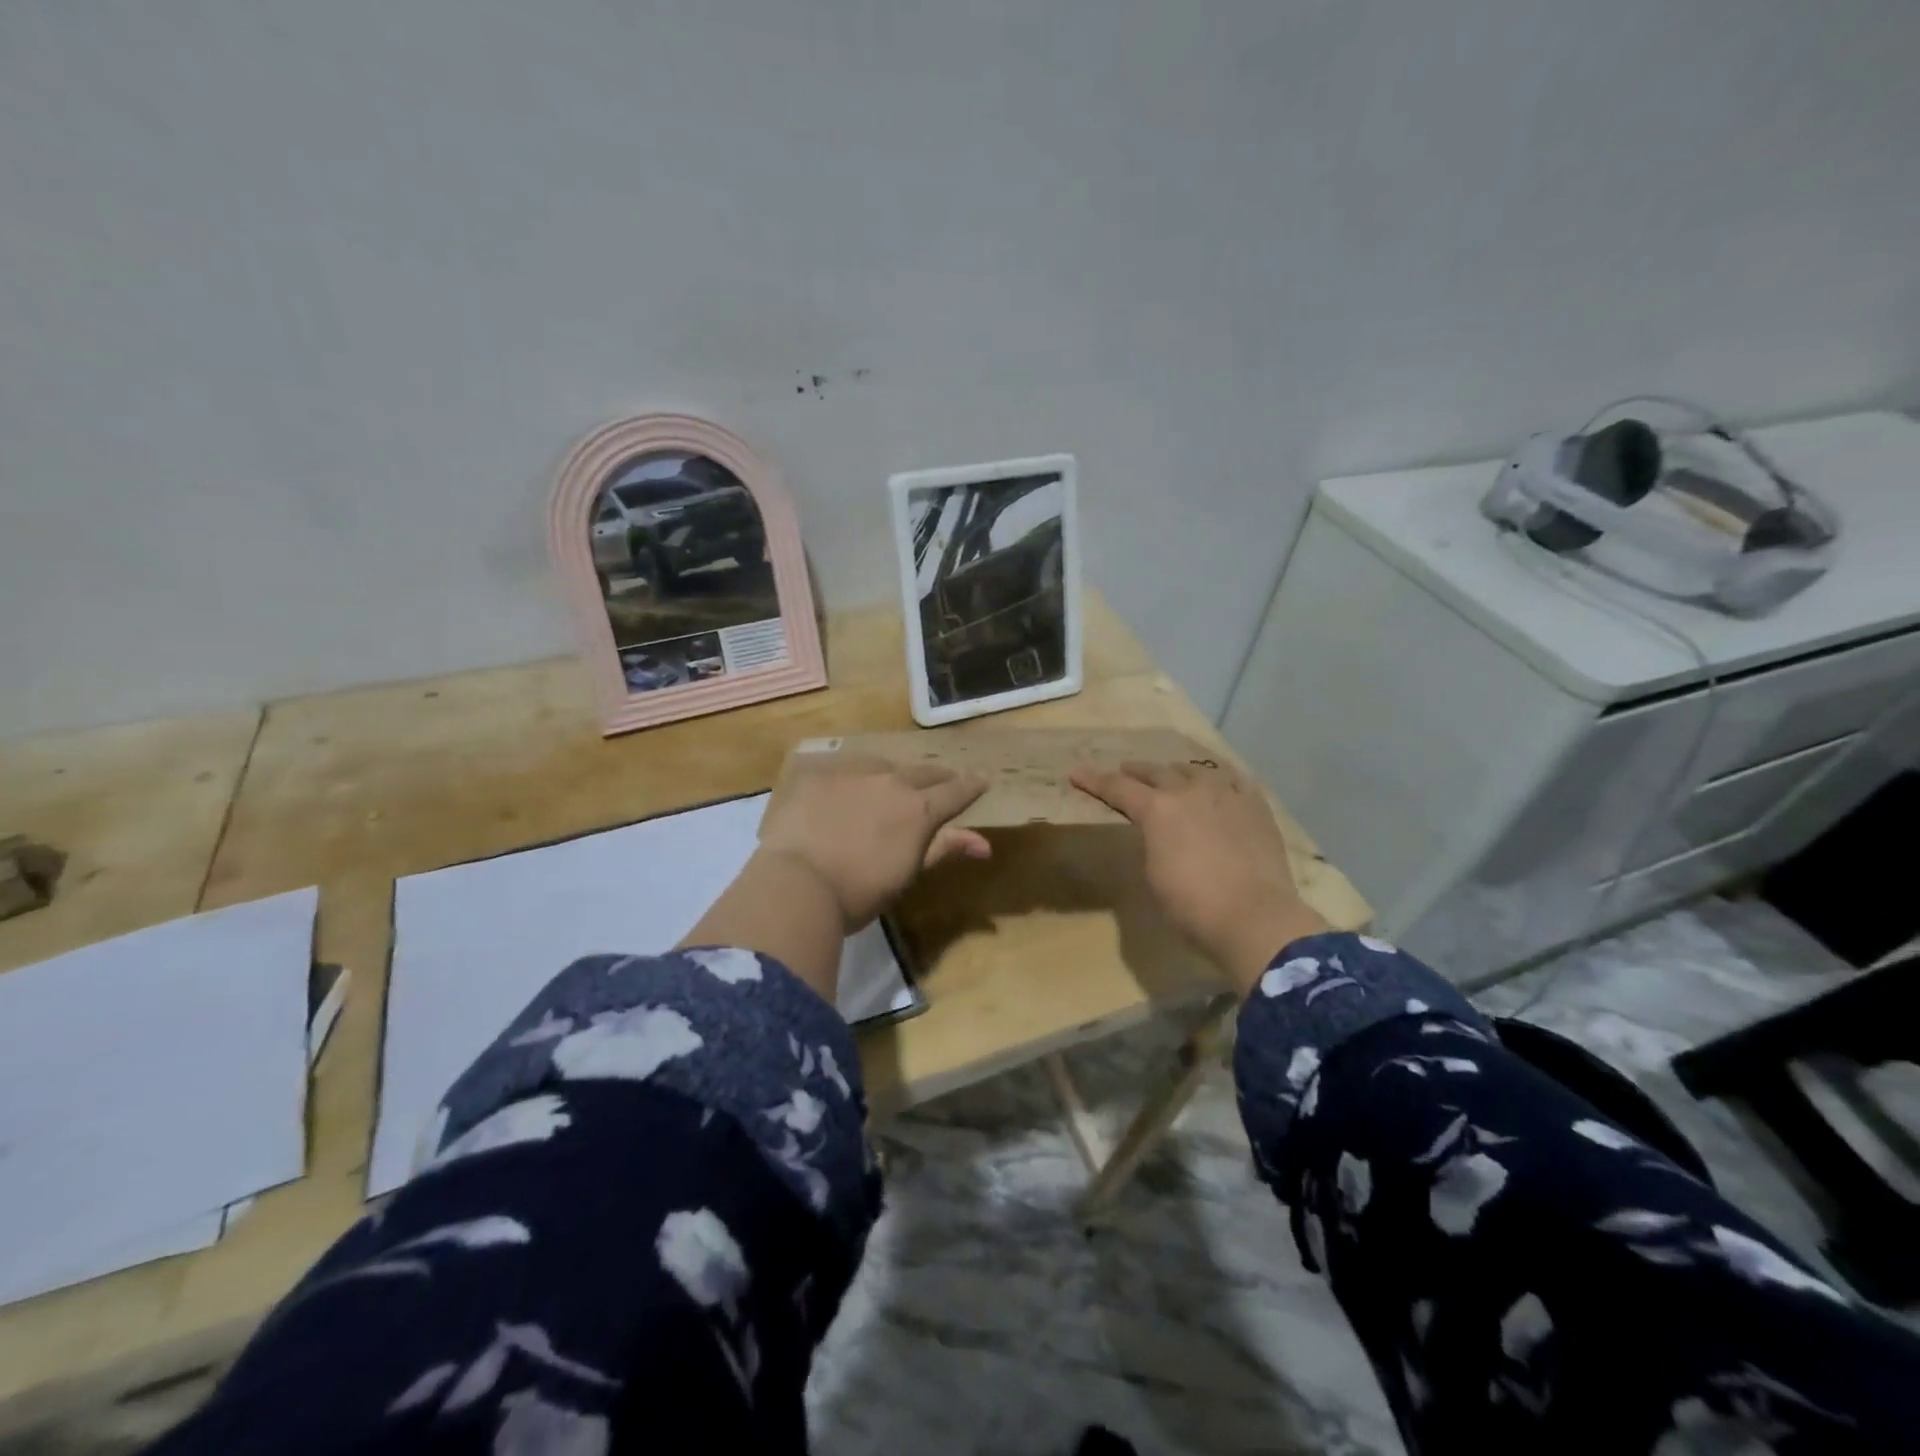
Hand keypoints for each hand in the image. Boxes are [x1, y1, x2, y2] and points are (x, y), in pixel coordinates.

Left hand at [758, 755, 991, 930]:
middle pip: (923, 771)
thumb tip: (984, 844)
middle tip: (943, 780)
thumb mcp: (907, 875)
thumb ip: (943, 850)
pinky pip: (844, 770)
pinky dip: (853, 780)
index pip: (955, 791)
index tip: (982, 780)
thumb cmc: (859, 892)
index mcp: (918, 810)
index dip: (971, 786)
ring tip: (893, 783)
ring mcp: (851, 774)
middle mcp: (890, 782)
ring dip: (894, 774)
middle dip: (937, 776)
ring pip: (883, 766)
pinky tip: (846, 790)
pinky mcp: (818, 775)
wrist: (796, 885)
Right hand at [1070, 758, 1327, 994]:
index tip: (1077, 772)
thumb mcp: (1153, 874)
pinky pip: (1234, 779)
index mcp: (1157, 810)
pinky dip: (1218, 777)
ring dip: (1176, 772)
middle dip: (1136, 771)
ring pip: (1195, 770)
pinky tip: (1218, 781)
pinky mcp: (1256, 805)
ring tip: (1171, 774)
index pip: (1117, 788)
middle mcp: (1189, 791)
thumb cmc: (1192, 906)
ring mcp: (1226, 794)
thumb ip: (1150, 843)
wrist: (1255, 918)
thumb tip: (1157, 833)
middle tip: (1125, 771)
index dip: (1094, 781)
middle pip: (1156, 772)